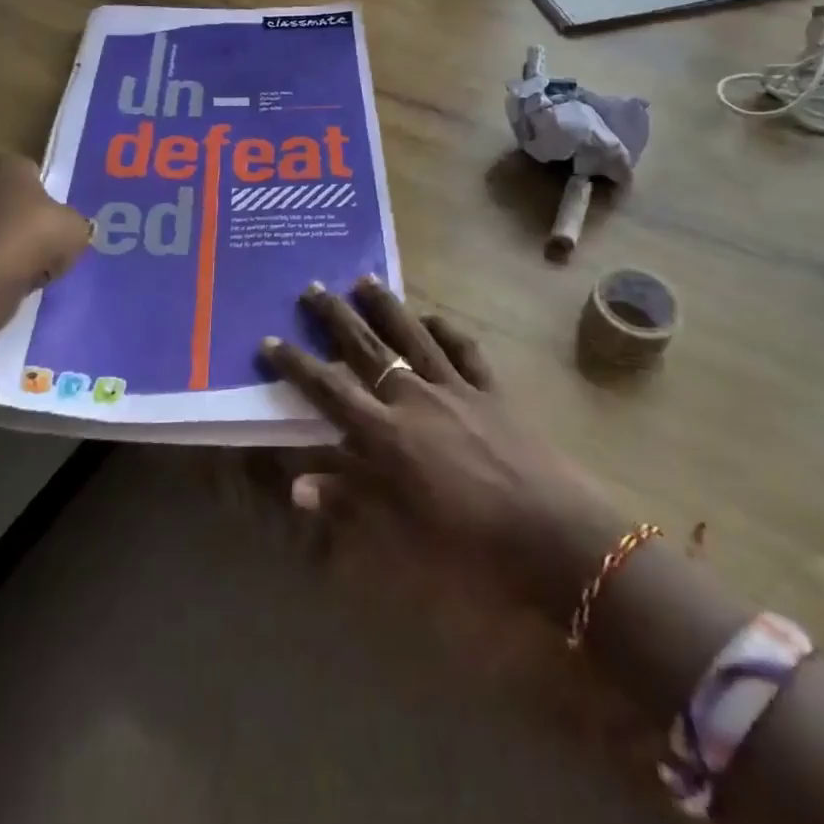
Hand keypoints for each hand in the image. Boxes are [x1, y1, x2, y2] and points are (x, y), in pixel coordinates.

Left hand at [0, 155, 91, 303]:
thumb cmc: (32, 238)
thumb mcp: (76, 228)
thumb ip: (76, 223)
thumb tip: (71, 229)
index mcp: (8, 165)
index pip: (34, 172)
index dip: (52, 196)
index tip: (62, 220)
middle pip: (14, 200)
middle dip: (30, 219)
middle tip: (52, 243)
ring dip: (14, 244)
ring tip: (36, 268)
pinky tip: (14, 281)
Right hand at [261, 278, 623, 620]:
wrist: (552, 533)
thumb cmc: (469, 545)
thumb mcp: (402, 532)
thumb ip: (350, 500)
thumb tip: (297, 485)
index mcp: (387, 434)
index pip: (329, 390)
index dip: (296, 364)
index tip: (270, 340)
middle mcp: (415, 398)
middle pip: (367, 348)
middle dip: (335, 317)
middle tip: (311, 287)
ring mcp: (455, 388)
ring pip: (411, 335)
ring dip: (385, 306)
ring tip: (364, 279)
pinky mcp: (490, 389)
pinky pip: (464, 349)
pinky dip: (446, 329)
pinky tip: (432, 317)